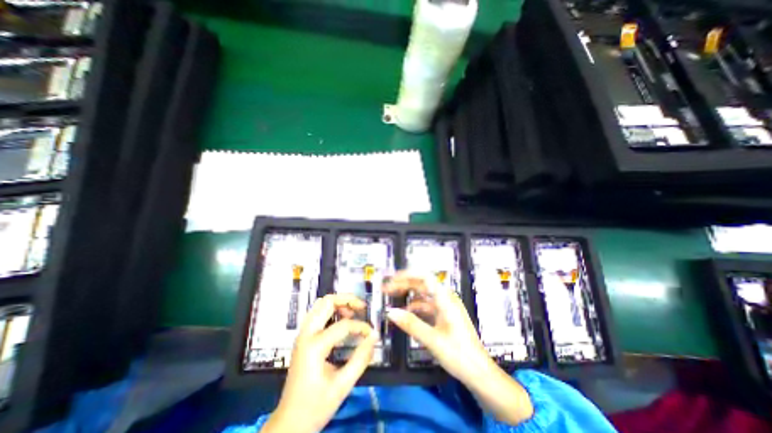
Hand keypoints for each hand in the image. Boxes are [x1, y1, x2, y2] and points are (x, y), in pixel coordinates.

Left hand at [261, 294, 377, 432]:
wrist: (289, 423)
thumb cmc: (315, 406)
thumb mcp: (342, 386)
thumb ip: (361, 359)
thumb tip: (374, 336)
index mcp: (314, 346)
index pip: (343, 325)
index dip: (361, 327)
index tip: (372, 334)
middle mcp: (306, 334)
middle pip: (326, 302)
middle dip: (347, 300)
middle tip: (362, 307)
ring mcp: (302, 334)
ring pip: (320, 304)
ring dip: (338, 303)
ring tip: (353, 312)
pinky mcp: (303, 338)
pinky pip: (317, 314)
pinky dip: (331, 310)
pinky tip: (341, 320)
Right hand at [383, 273, 534, 423]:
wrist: (480, 373)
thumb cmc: (459, 355)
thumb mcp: (433, 340)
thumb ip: (411, 324)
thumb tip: (390, 312)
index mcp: (445, 299)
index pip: (425, 277)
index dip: (407, 274)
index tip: (392, 278)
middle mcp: (446, 299)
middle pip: (422, 284)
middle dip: (404, 284)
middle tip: (387, 289)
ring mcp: (446, 307)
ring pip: (423, 295)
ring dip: (408, 295)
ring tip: (393, 298)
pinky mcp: (445, 316)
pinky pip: (427, 306)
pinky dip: (415, 307)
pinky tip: (406, 313)